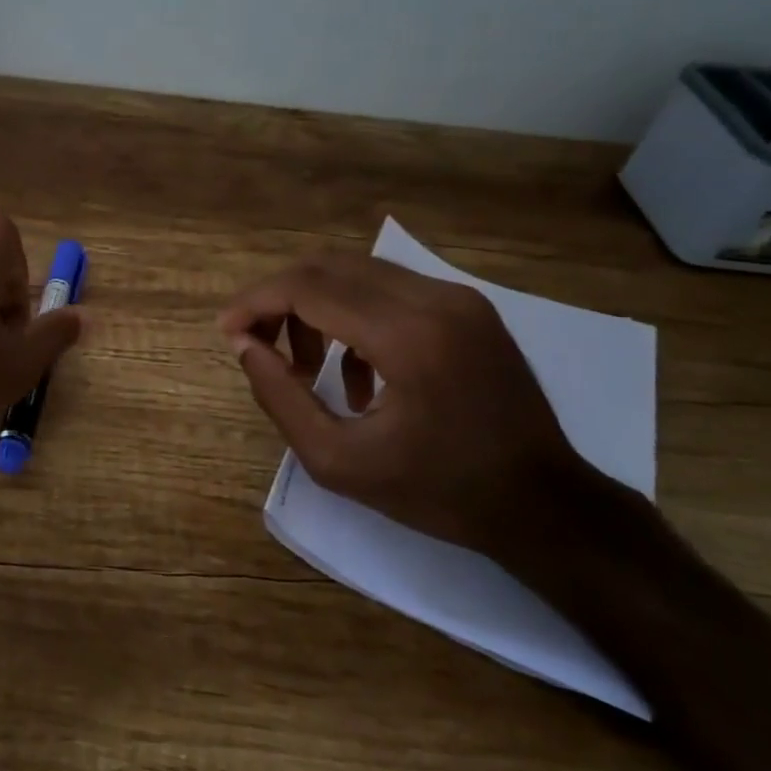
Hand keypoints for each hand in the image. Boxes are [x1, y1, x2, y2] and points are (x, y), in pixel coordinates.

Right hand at [218, 252, 599, 560]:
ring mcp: (458, 297)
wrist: (543, 504)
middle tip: (257, 345)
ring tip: (305, 368)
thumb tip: (245, 346)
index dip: (256, 303)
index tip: (227, 332)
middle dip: (279, 299)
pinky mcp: (469, 306)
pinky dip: (352, 316)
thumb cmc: (437, 493)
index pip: (308, 288)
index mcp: (407, 337)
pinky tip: (355, 373)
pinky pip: (389, 289)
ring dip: (314, 307)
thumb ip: (281, 397)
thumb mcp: (338, 462)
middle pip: (328, 267)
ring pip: (356, 272)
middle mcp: (435, 299)